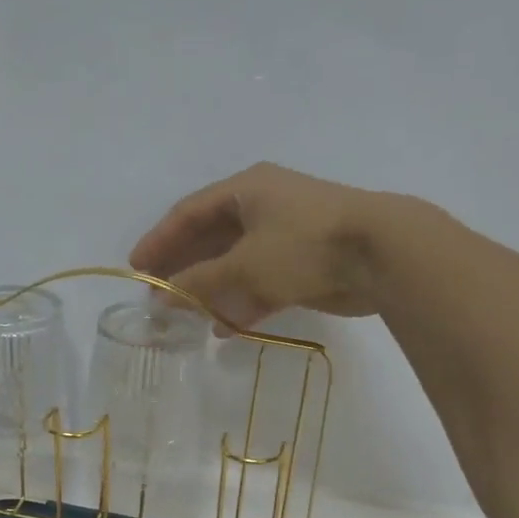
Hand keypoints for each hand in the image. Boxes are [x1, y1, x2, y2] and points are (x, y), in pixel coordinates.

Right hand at [130, 161, 421, 329]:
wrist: (381, 255)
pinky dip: (240, 302)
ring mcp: (285, 235)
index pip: (189, 212)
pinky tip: (223, 328)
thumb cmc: (303, 246)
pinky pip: (259, 282)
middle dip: (183, 267)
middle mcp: (263, 206)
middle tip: (157, 295)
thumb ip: (198, 281)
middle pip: (210, 237)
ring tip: (184, 316)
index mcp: (246, 190)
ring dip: (210, 289)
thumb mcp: (242, 264)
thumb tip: (161, 297)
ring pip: (235, 263)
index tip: (136, 267)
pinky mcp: (304, 264)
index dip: (160, 239)